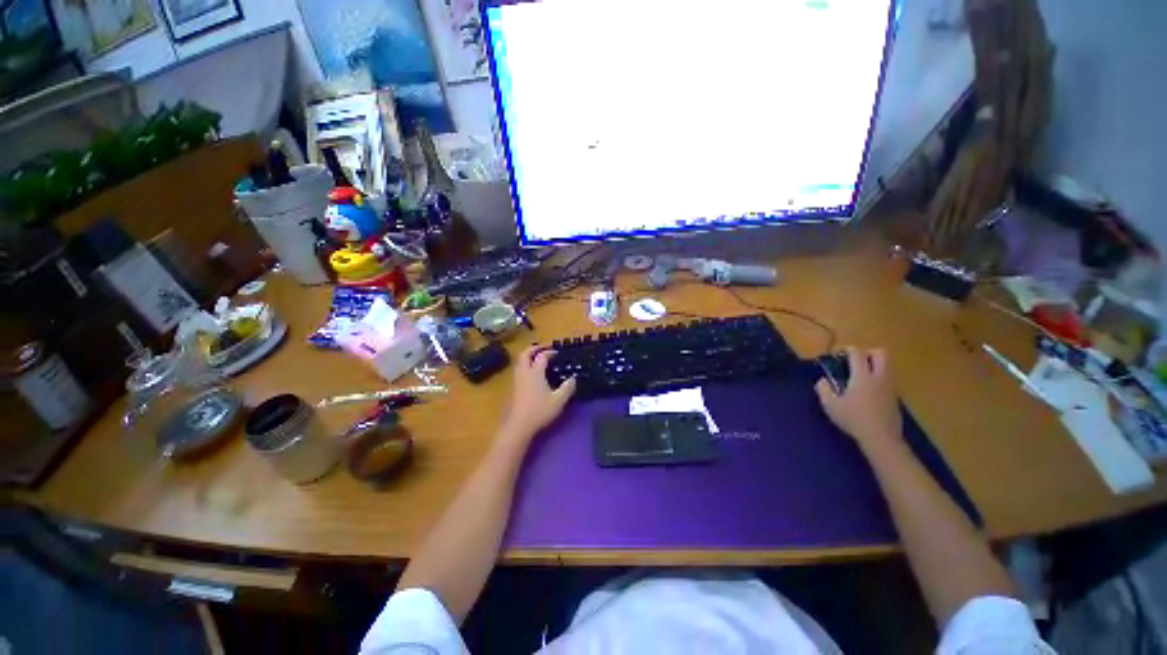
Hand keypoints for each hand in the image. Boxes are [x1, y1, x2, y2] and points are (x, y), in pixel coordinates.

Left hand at [500, 345, 576, 442]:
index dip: (550, 352)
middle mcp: (525, 372)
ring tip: (537, 358)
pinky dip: (526, 365)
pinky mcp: (514, 387)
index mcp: (535, 372)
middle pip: (525, 354)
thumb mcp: (559, 400)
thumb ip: (567, 387)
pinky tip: (533, 373)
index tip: (558, 353)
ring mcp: (518, 380)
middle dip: (534, 348)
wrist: (519, 425)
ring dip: (528, 356)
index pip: (542, 356)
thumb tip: (574, 378)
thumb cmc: (540, 411)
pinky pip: (519, 369)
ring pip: (520, 361)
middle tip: (544, 347)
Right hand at [815, 347, 902, 454]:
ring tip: (860, 376)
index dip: (847, 349)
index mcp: (862, 376)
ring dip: (875, 365)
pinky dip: (878, 379)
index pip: (857, 353)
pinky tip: (868, 391)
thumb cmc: (853, 418)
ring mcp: (890, 387)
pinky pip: (888, 379)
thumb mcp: (830, 404)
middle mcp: (879, 377)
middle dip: (867, 353)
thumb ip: (823, 389)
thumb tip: (822, 380)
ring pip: (887, 366)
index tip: (838, 353)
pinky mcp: (895, 397)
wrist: (881, 437)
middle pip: (880, 353)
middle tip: (854, 361)